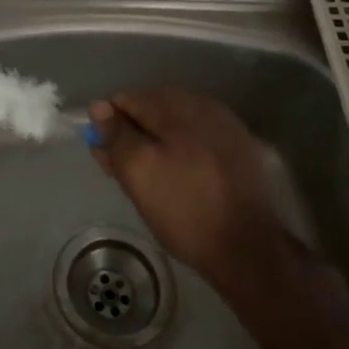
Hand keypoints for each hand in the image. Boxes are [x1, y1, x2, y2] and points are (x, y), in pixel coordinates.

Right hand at [90, 87, 311, 290]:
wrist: (250, 249)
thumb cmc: (185, 209)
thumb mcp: (138, 172)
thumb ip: (116, 135)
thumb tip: (99, 106)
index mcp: (177, 106)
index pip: (127, 99)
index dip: (110, 126)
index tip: (106, 157)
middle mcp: (204, 106)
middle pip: (153, 109)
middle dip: (134, 134)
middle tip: (124, 172)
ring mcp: (227, 127)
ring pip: (176, 125)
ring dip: (157, 143)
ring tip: (152, 179)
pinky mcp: (242, 150)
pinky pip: (199, 139)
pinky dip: (183, 151)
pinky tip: (182, 177)